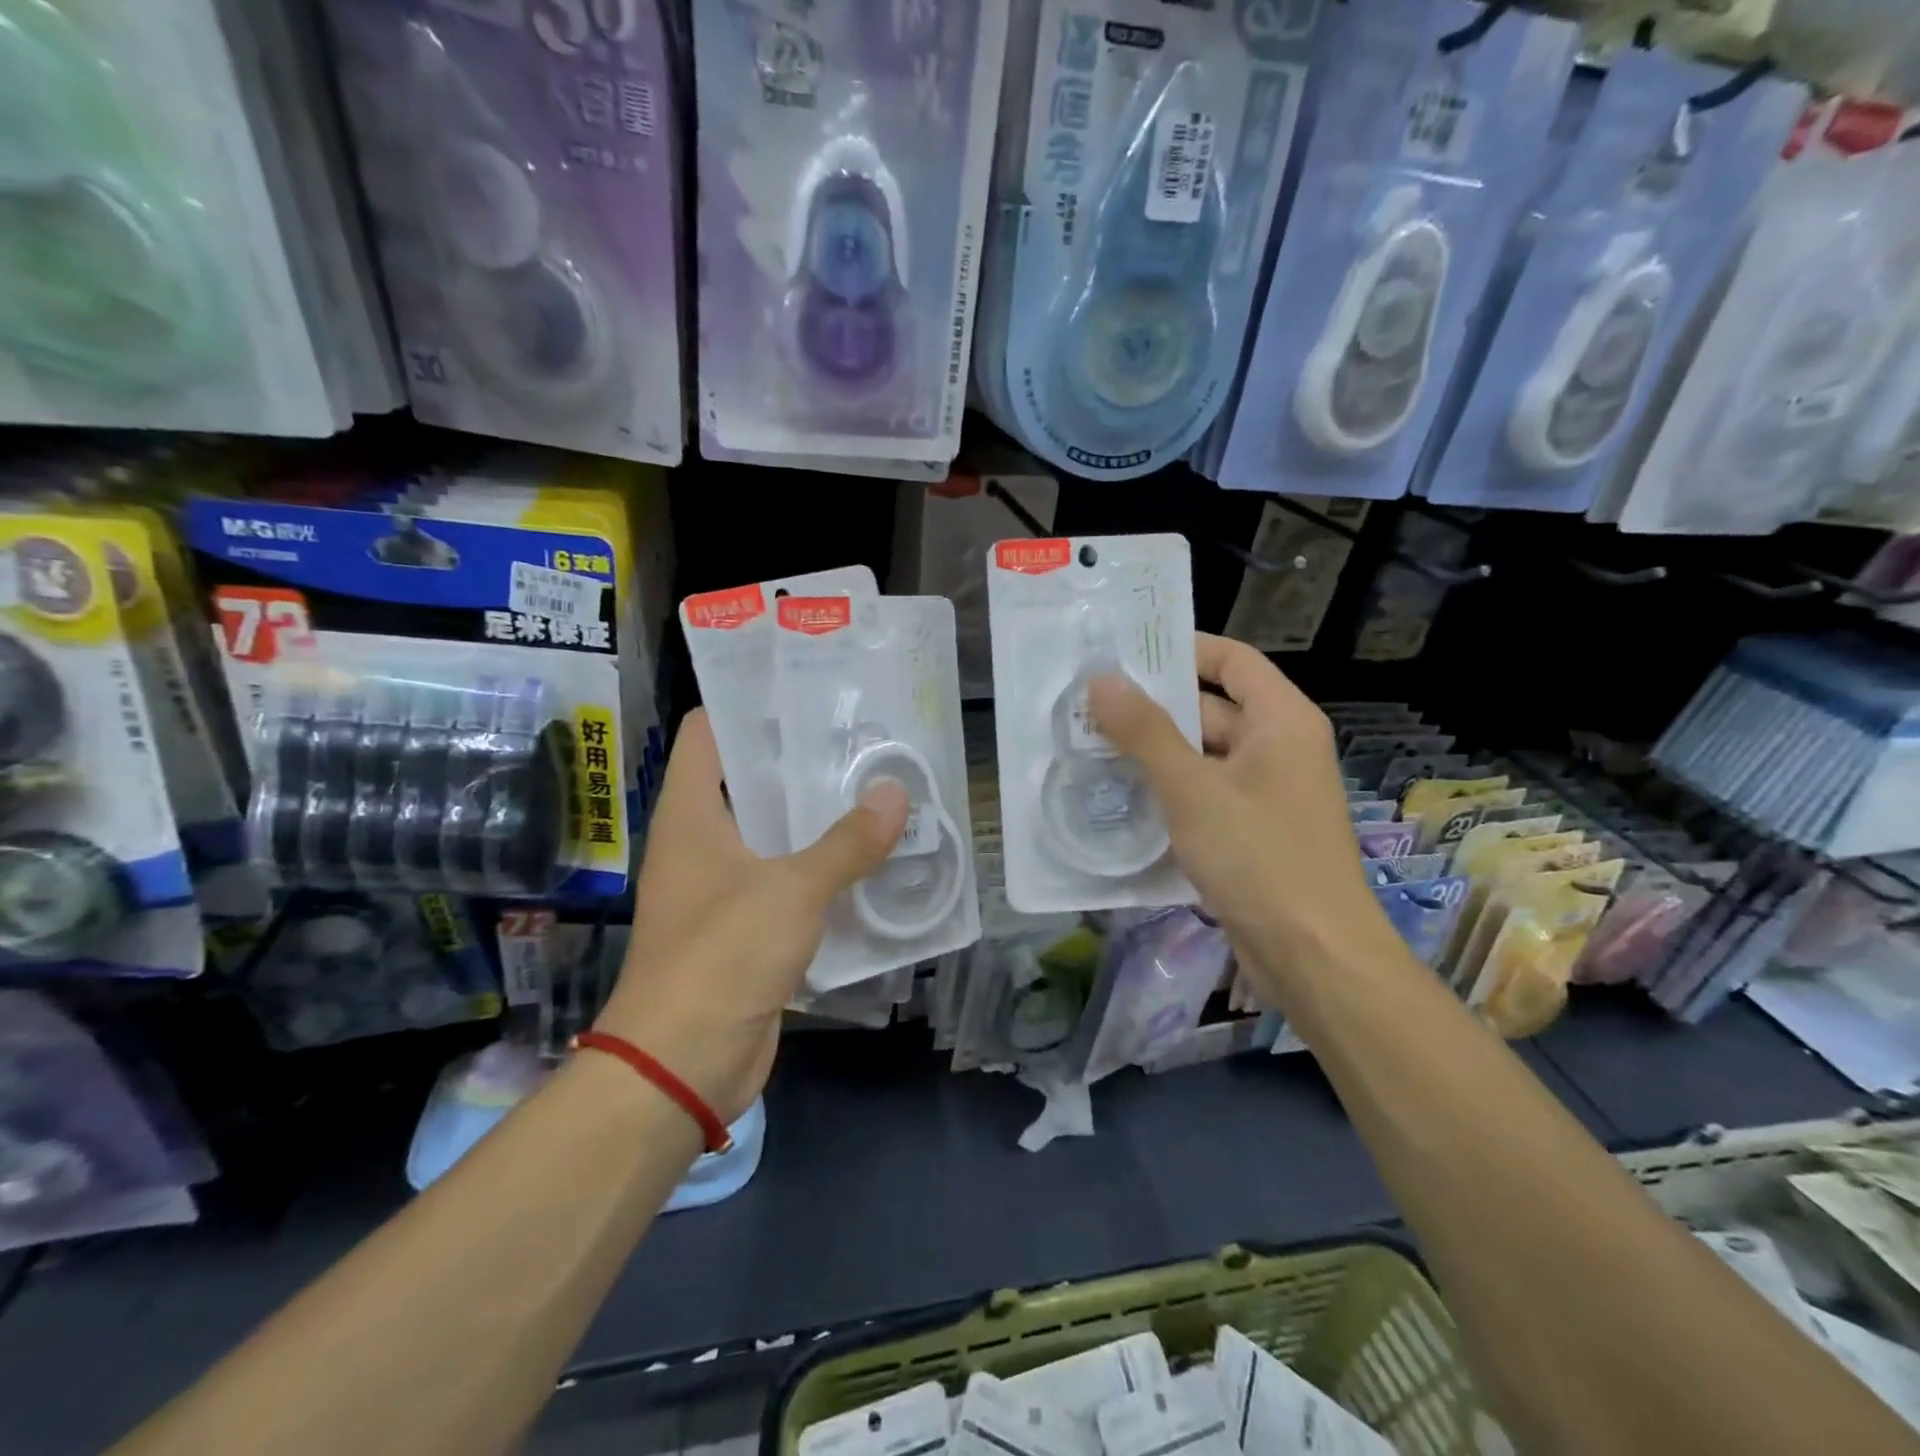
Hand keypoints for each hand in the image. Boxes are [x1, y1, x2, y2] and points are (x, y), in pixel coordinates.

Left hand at [594, 710, 909, 1123]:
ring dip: (817, 818)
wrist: (681, 1066)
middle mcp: (701, 843)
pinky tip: (869, 858)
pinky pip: (788, 882)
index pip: (707, 734)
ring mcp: (722, 887)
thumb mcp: (791, 891)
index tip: (805, 693)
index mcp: (691, 815)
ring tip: (875, 789)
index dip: (748, 706)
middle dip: (801, 762)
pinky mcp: (746, 928)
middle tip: (860, 740)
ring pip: (774, 834)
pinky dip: (822, 869)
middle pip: (748, 781)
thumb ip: (846, 843)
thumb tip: (896, 794)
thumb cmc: (721, 958)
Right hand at [1088, 634, 1395, 999]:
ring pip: (1203, 756)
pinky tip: (1120, 795)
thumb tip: (1101, 679)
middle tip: (1089, 702)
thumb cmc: (1260, 859)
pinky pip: (1204, 795)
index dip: (1183, 648)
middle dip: (1154, 706)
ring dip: (1154, 752)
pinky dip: (1168, 791)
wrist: (1314, 958)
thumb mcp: (1193, 789)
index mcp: (1282, 722)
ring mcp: (1266, 794)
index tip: (1125, 652)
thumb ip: (1145, 732)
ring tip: (1091, 744)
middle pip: (1213, 708)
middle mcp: (1279, 749)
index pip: (1233, 660)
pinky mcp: (1252, 834)